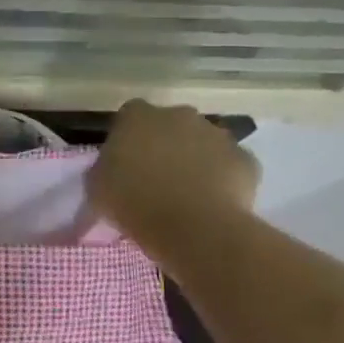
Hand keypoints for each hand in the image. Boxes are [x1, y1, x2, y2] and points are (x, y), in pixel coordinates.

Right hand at [90, 101, 260, 245]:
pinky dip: (224, 179)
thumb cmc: (133, 202)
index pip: (130, 115)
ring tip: (188, 194)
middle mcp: (179, 115)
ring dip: (196, 159)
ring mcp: (217, 134)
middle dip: (166, 144)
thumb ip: (104, 171)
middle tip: (157, 177)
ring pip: (204, 143)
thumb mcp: (97, 188)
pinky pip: (231, 165)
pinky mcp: (246, 159)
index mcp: (138, 116)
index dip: (129, 137)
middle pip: (171, 124)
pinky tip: (214, 203)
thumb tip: (110, 173)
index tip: (125, 162)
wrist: (193, 227)